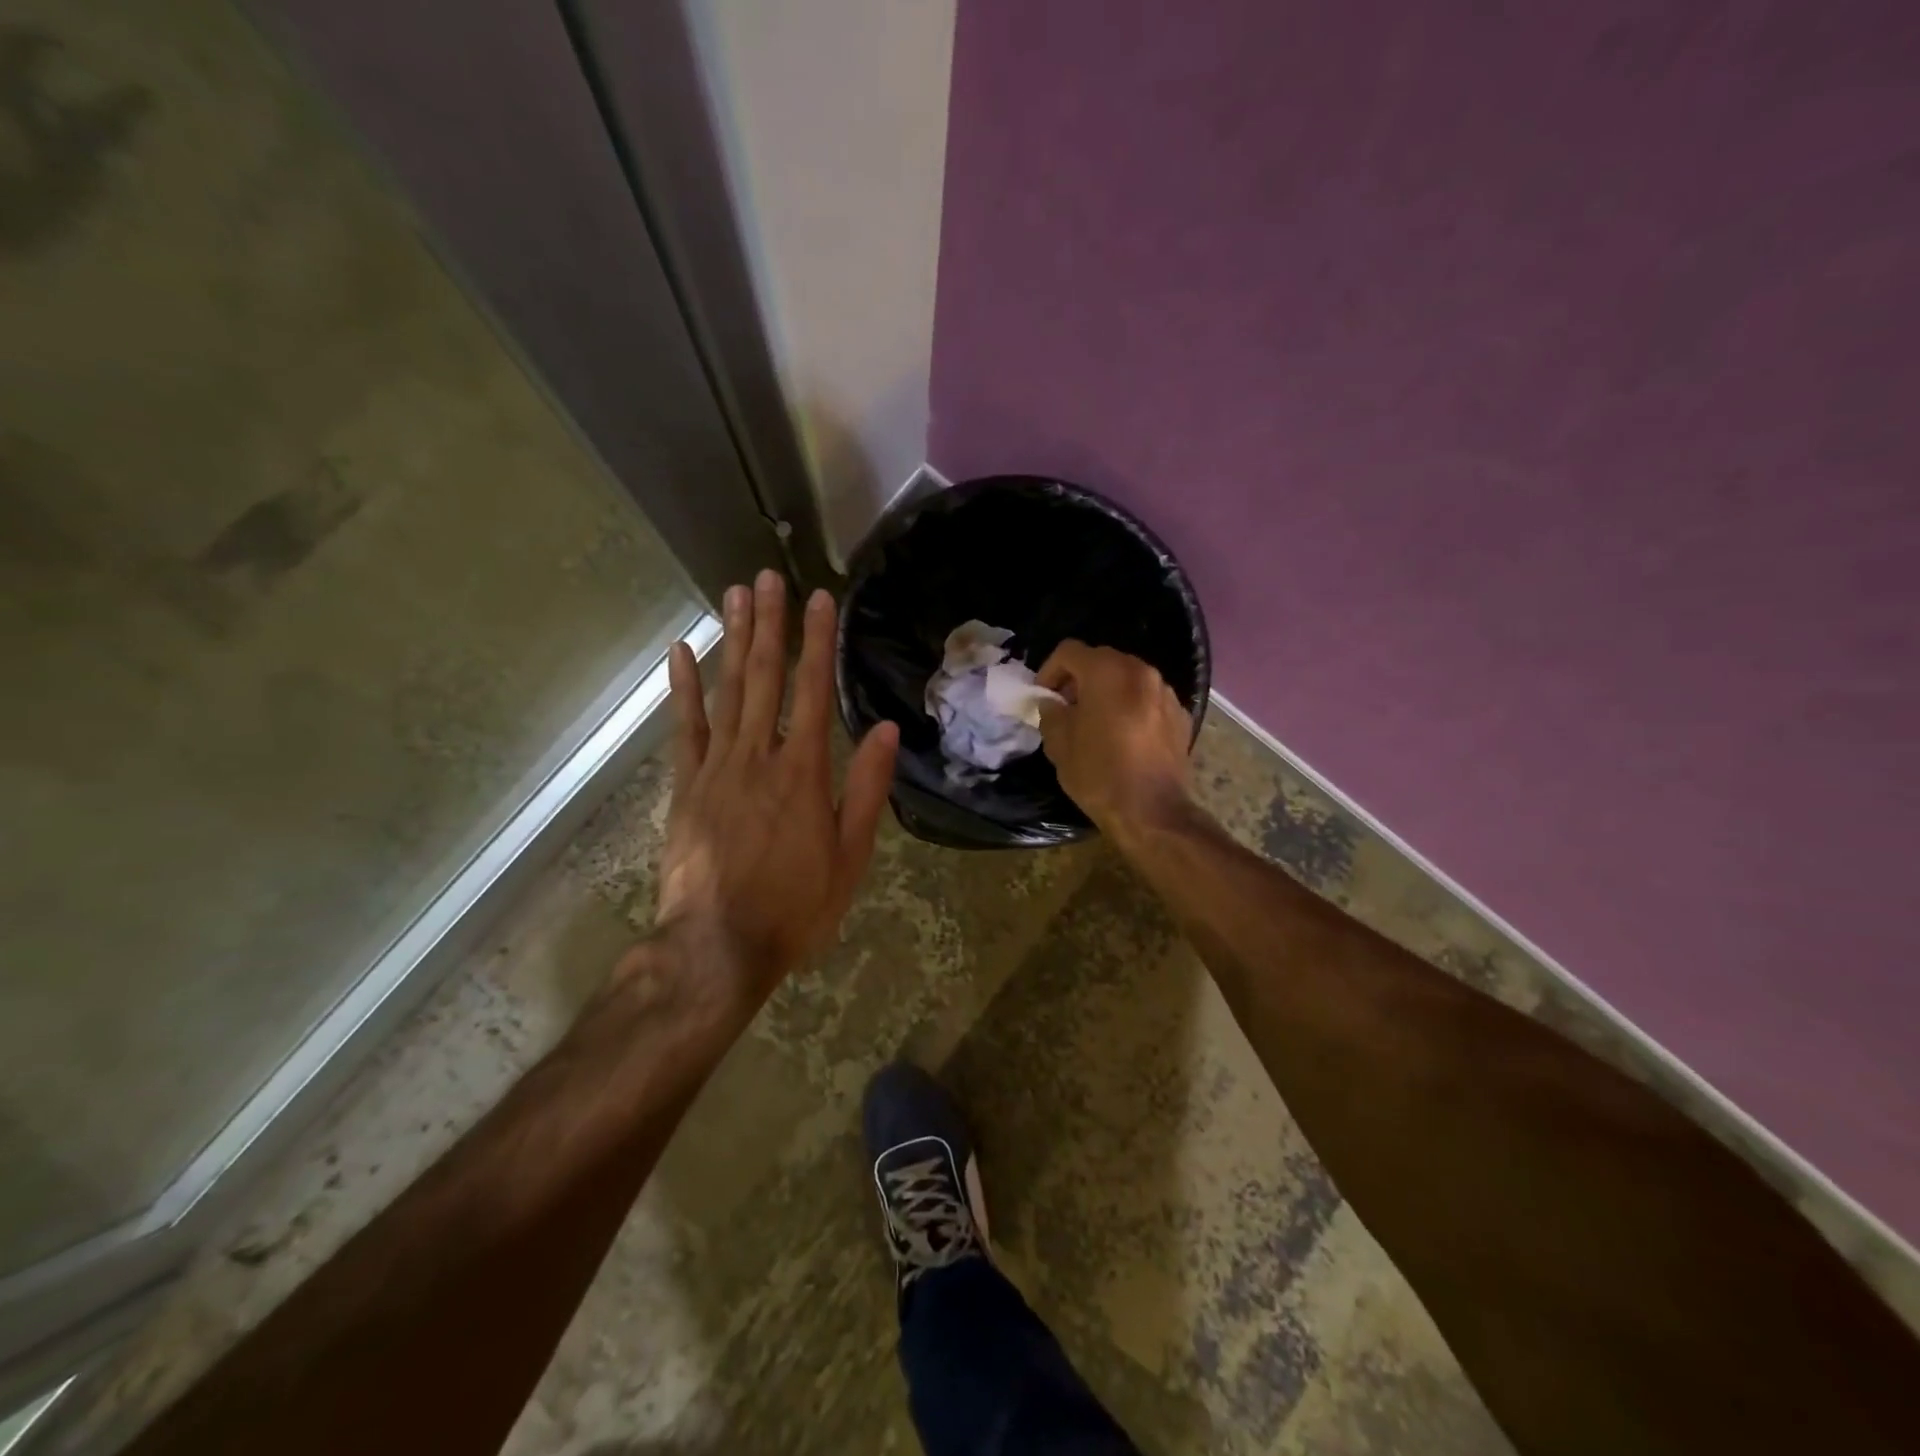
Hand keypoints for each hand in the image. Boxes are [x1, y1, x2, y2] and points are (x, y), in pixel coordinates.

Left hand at [653, 570, 898, 1003]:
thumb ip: (865, 790)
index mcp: (803, 773)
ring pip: (727, 691)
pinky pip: (684, 728)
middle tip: (770, 577)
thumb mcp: (849, 856)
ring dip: (732, 641)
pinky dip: (684, 688)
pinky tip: (681, 653)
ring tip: (736, 595)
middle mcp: (758, 756)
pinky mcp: (685, 786)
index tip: (821, 600)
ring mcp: (715, 768)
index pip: (812, 691)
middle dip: (771, 624)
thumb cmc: (795, 906)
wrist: (718, 947)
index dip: (818, 642)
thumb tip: (883, 731)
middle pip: (765, 678)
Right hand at [1036, 641, 1192, 837]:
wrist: (1152, 812)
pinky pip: (1148, 699)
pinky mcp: (1180, 715)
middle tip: (1066, 706)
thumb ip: (1051, 713)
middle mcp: (1141, 672)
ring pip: (1128, 678)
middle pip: (1102, 660)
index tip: (1043, 695)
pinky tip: (1123, 736)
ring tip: (1095, 721)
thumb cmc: (1099, 774)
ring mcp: (1165, 692)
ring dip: (1107, 691)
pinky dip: (1131, 706)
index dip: (1050, 670)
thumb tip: (1053, 703)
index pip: (1070, 651)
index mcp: (1107, 672)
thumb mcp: (1059, 744)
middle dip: (1079, 678)